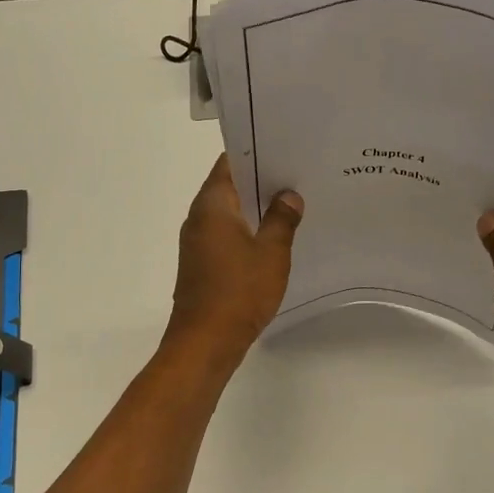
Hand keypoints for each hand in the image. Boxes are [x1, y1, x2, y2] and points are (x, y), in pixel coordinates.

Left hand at [165, 155, 303, 365]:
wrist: (205, 342)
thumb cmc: (238, 292)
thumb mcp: (271, 253)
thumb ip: (281, 219)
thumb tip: (288, 196)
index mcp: (212, 206)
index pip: (229, 163)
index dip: (255, 153)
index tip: (283, 150)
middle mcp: (198, 218)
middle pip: (229, 186)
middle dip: (260, 181)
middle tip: (296, 176)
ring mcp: (197, 242)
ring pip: (228, 213)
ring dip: (254, 208)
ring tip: (291, 204)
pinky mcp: (202, 264)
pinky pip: (226, 236)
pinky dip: (247, 231)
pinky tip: (273, 239)